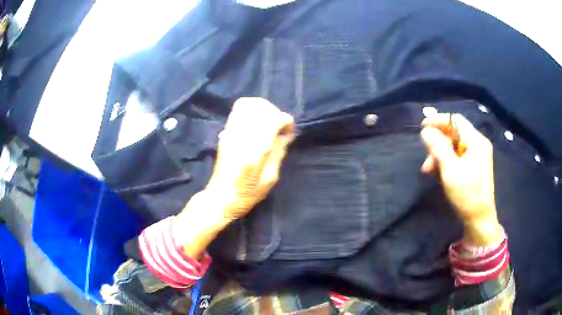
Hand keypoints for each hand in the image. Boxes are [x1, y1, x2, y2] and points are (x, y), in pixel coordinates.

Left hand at [173, 98, 293, 258]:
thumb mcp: (270, 179)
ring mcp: (231, 133)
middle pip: (261, 108)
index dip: (285, 121)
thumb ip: (278, 153)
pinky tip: (256, 121)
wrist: (220, 197)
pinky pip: (238, 110)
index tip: (288, 132)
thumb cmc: (247, 194)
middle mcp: (242, 138)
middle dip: (275, 113)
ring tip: (268, 122)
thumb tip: (286, 134)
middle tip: (279, 127)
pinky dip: (251, 109)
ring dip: (263, 109)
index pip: (272, 120)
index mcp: (255, 152)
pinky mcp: (226, 133)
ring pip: (248, 105)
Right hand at [420, 113, 502, 245]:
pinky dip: (447, 163)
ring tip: (430, 172)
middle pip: (454, 134)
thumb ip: (438, 148)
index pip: (455, 120)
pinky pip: (457, 157)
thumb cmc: (467, 195)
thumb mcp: (450, 170)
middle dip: (438, 145)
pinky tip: (440, 175)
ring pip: (454, 147)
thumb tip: (426, 131)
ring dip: (440, 156)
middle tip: (426, 161)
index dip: (438, 121)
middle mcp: (478, 144)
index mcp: (476, 141)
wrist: (479, 219)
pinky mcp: (474, 165)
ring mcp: (477, 155)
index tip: (422, 128)